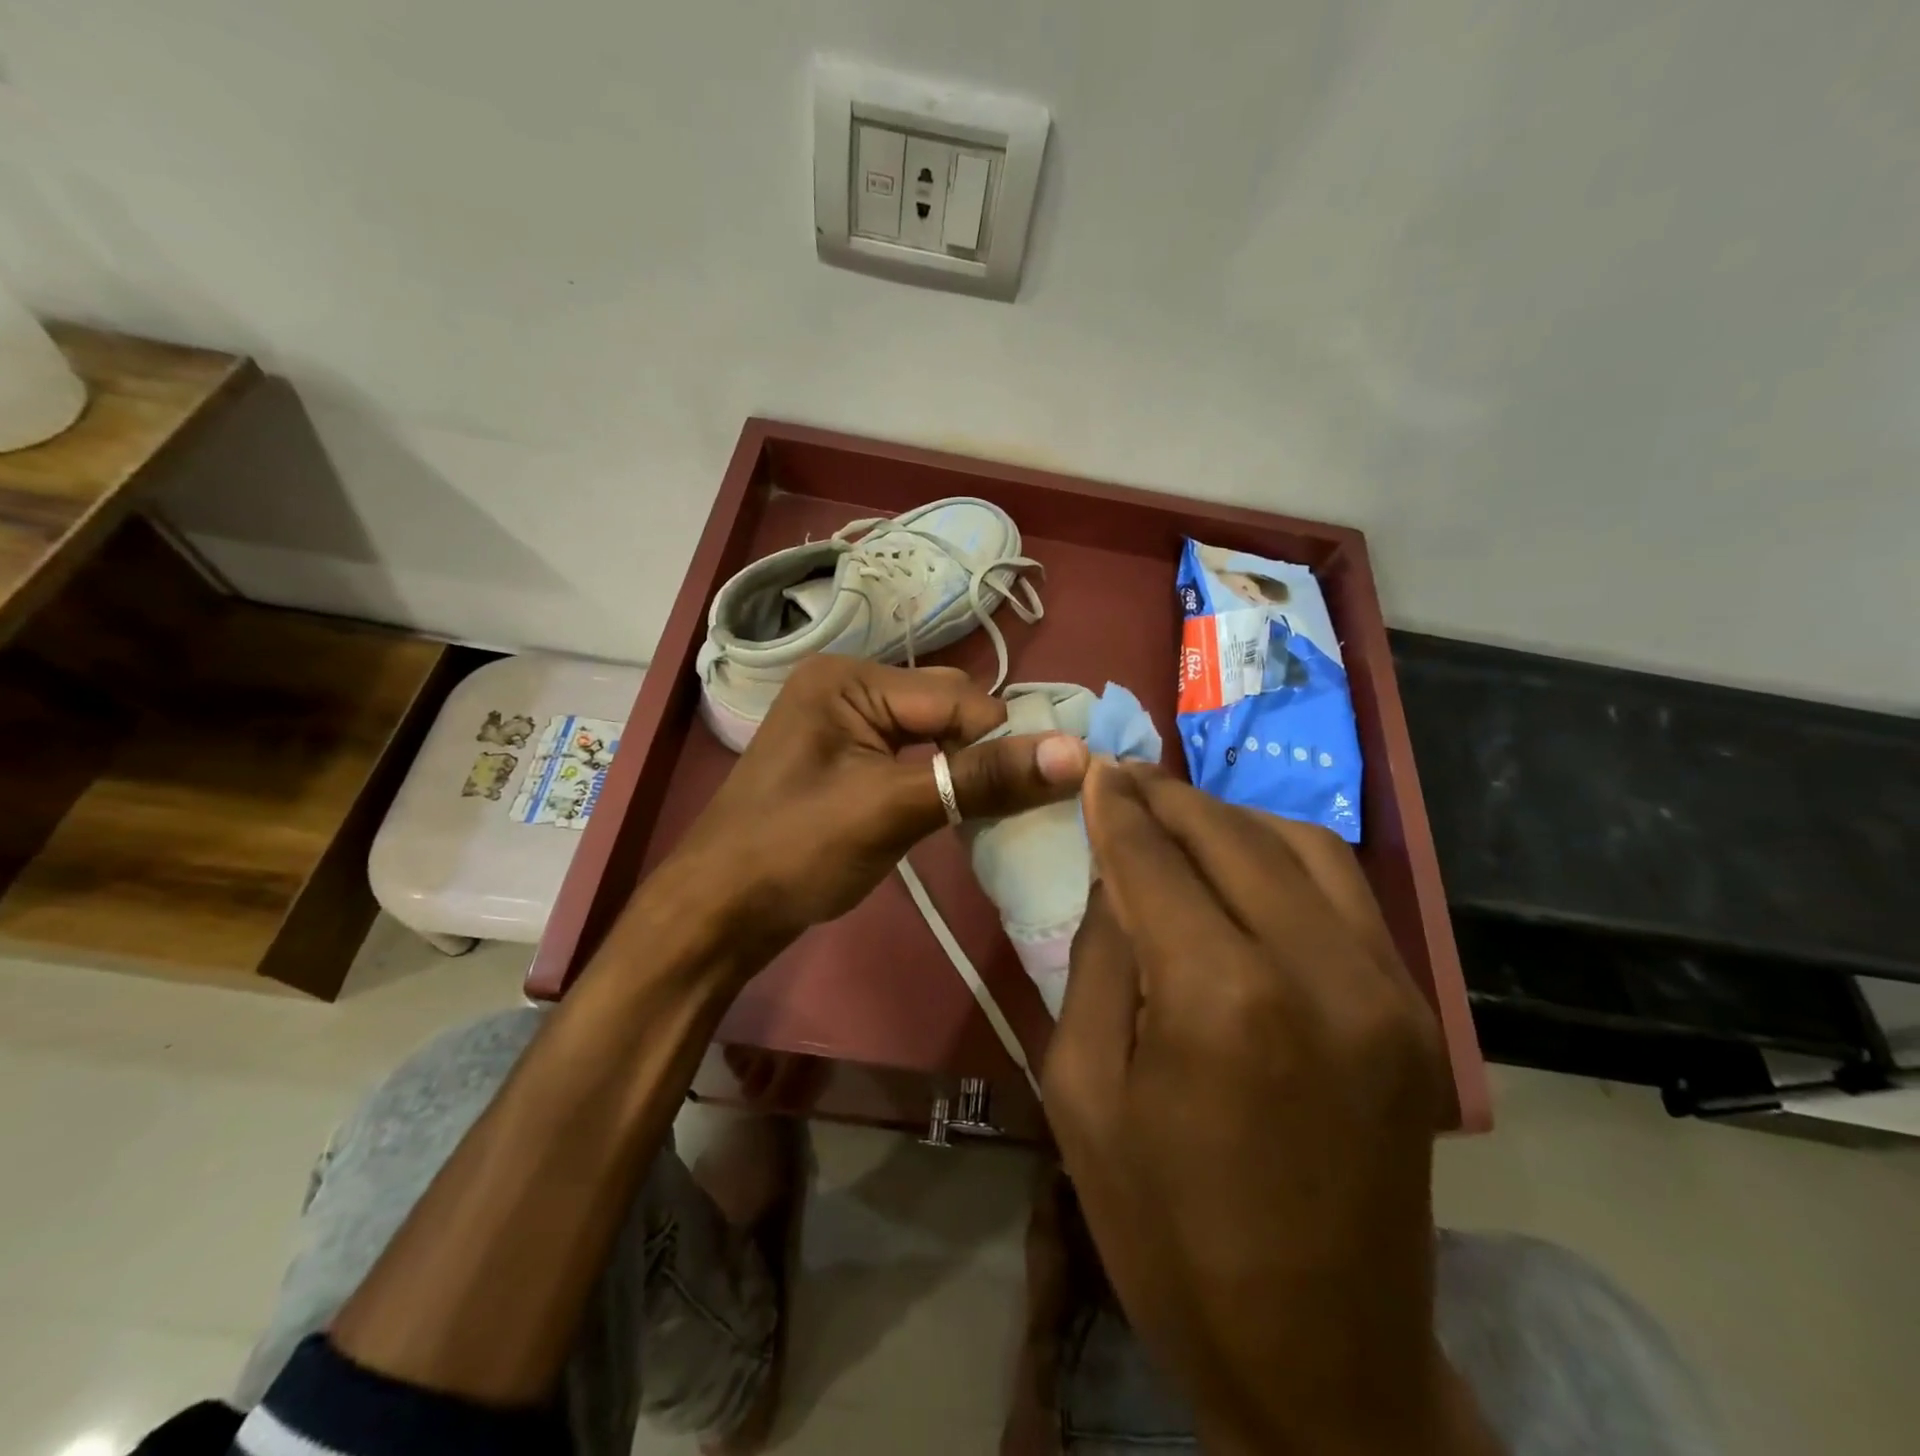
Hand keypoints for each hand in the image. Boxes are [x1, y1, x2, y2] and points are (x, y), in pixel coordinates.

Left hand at [668, 656, 1088, 959]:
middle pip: (948, 708)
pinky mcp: (847, 759)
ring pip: (935, 734)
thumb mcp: (891, 810)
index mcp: (851, 678)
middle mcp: (849, 686)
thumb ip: (982, 779)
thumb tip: (1077, 753)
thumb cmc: (794, 852)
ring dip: (962, 771)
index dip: (996, 746)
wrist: (717, 914)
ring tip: (973, 815)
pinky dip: (937, 781)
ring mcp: (845, 724)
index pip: (959, 696)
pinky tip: (946, 811)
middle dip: (978, 755)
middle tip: (988, 811)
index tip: (1018, 800)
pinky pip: (912, 756)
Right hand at [1044, 764, 1491, 1454]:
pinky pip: (1345, 892)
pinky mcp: (1416, 1010)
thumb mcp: (1082, 1091)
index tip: (1094, 766)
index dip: (1117, 807)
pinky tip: (1245, 860)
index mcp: (1220, 999)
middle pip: (1230, 837)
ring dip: (1229, 817)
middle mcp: (1317, 971)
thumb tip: (1115, 875)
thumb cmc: (1167, 1232)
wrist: (1322, 1359)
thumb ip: (1096, 960)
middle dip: (1167, 798)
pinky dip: (1285, 855)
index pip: (1154, 860)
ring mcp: (1385, 988)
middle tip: (1124, 778)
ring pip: (1301, 846)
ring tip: (1178, 813)